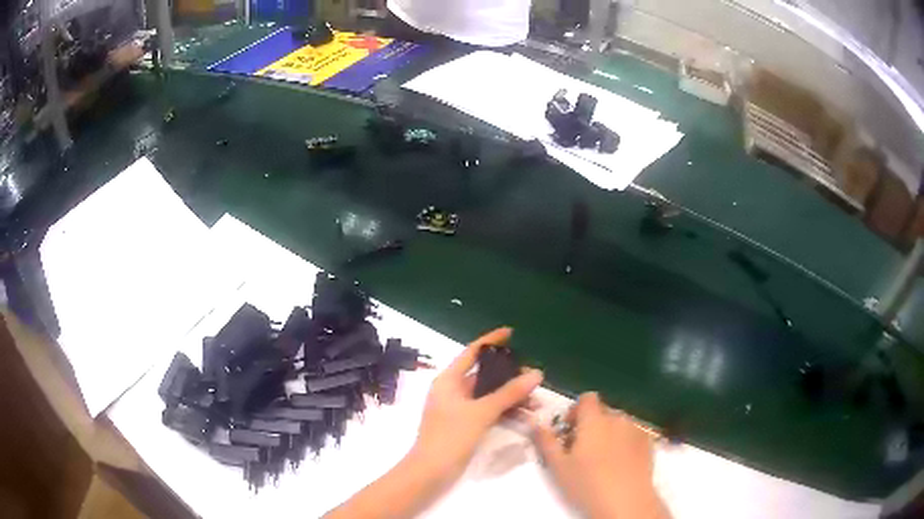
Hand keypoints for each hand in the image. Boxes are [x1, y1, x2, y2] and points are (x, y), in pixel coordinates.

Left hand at [408, 327, 542, 487]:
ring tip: (537, 402)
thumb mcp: (481, 412)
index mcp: (449, 380)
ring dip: (511, 397)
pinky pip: (489, 411)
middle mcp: (453, 390)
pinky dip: (505, 412)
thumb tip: (536, 373)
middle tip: (534, 379)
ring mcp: (459, 409)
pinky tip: (525, 417)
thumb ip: (508, 393)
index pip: (472, 352)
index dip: (491, 341)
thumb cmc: (450, 436)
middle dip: (510, 376)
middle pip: (485, 375)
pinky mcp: (465, 424)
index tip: (511, 332)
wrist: (431, 470)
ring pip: (489, 395)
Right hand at [534, 393, 669, 518]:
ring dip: (608, 433)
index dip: (576, 411)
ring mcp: (636, 429)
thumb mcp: (558, 466)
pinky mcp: (648, 442)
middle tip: (582, 450)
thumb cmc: (587, 484)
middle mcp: (618, 418)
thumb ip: (546, 441)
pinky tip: (620, 463)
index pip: (587, 398)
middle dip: (591, 425)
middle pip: (602, 412)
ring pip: (618, 424)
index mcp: (595, 420)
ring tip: (602, 458)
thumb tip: (535, 422)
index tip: (569, 431)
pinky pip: (632, 434)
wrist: (626, 501)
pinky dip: (624, 442)